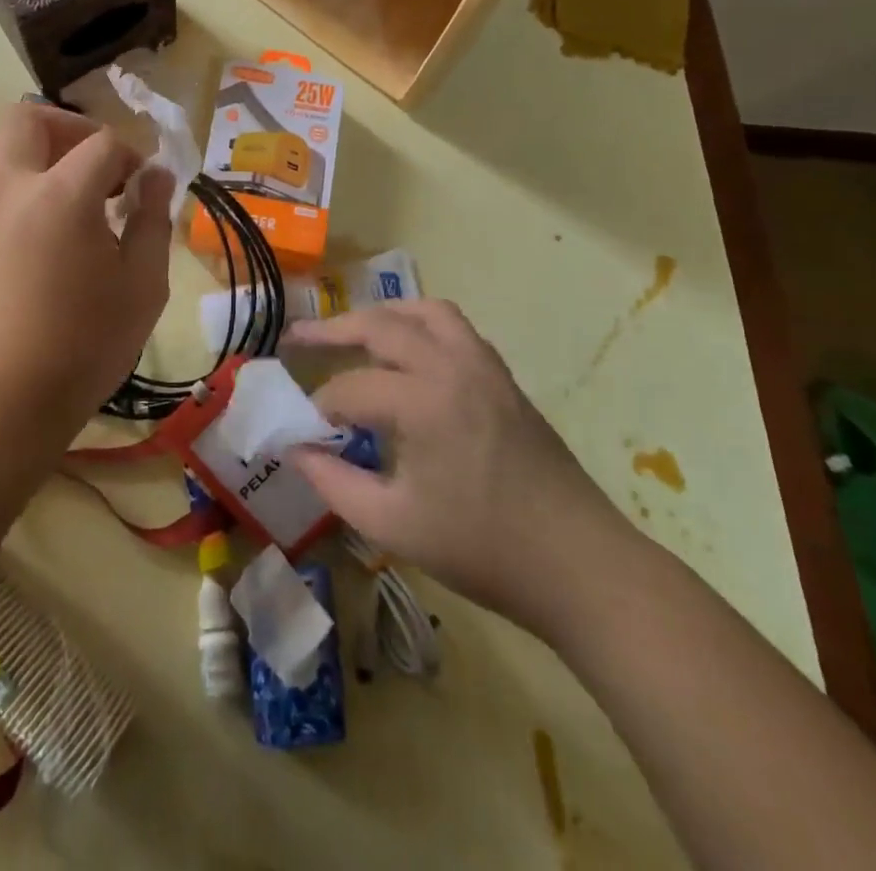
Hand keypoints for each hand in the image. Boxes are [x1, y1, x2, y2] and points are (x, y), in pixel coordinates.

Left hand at [0, 103, 172, 434]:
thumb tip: (156, 176)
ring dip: (22, 145)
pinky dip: (2, 177)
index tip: (142, 187)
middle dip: (70, 127)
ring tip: (52, 178)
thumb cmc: (85, 345)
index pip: (103, 144)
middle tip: (94, 163)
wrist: (2, 400)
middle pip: (29, 118)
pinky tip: (30, 219)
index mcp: (64, 196)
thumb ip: (153, 220)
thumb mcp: (143, 286)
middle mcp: (13, 188)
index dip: (131, 156)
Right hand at [287, 301, 636, 635]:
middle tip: (297, 337)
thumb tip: (296, 450)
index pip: (351, 387)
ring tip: (353, 331)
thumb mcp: (393, 525)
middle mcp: (452, 365)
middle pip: (381, 325)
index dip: (319, 406)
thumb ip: (334, 483)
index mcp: (424, 401)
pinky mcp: (503, 376)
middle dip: (332, 329)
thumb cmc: (483, 550)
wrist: (578, 564)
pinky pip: (455, 328)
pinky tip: (408, 353)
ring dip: (383, 315)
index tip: (302, 429)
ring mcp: (484, 365)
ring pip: (425, 312)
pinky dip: (421, 325)